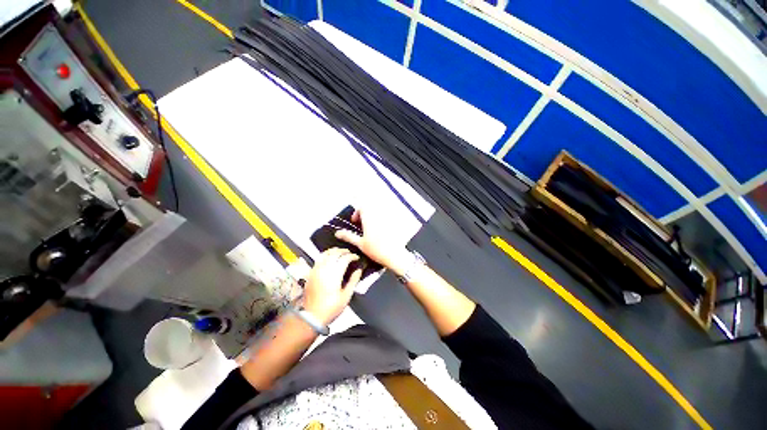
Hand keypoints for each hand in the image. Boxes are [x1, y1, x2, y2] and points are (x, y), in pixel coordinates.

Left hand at [303, 248, 362, 325]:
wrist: (311, 316)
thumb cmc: (330, 308)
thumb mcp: (346, 296)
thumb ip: (353, 281)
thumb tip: (359, 270)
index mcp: (334, 275)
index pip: (344, 258)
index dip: (352, 256)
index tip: (356, 258)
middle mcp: (324, 269)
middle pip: (335, 253)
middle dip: (344, 251)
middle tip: (350, 253)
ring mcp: (316, 270)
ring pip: (325, 254)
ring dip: (334, 251)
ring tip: (340, 252)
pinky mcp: (311, 273)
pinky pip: (318, 259)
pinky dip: (325, 255)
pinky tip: (329, 258)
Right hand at [335, 208, 410, 275]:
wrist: (394, 255)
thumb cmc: (376, 250)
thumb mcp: (360, 244)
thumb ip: (348, 236)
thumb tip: (337, 233)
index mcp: (370, 219)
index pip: (363, 207)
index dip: (357, 213)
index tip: (355, 222)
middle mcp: (379, 217)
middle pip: (371, 209)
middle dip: (365, 215)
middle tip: (362, 226)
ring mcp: (387, 220)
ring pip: (378, 213)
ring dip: (372, 218)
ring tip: (370, 230)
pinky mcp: (394, 224)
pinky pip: (386, 218)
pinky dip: (381, 222)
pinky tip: (380, 233)